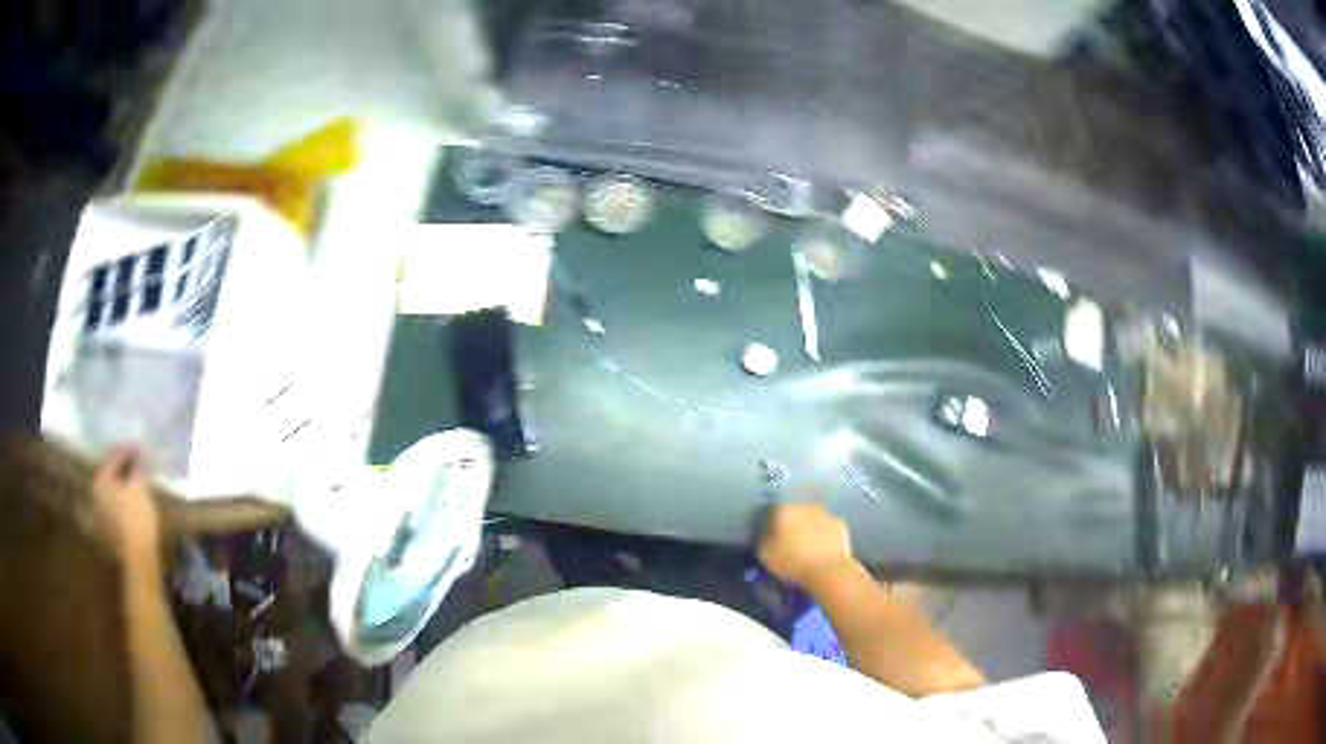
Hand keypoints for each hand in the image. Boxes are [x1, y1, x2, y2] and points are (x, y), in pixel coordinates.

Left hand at [90, 447, 161, 567]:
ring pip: (109, 495)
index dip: (128, 451)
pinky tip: (123, 509)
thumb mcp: (140, 488)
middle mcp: (95, 493)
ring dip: (118, 489)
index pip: (114, 457)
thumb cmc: (137, 517)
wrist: (137, 558)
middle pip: (109, 476)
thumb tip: (140, 457)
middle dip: (121, 471)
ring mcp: (98, 515)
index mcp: (101, 479)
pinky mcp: (105, 533)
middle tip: (134, 466)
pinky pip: (111, 513)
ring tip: (130, 487)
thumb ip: (138, 469)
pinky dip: (117, 507)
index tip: (140, 448)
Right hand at [758, 503, 855, 589]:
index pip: (772, 513)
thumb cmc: (793, 562)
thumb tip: (766, 537)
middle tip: (788, 544)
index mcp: (784, 510)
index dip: (770, 527)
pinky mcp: (842, 526)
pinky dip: (824, 537)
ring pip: (813, 520)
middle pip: (795, 514)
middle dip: (791, 526)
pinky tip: (822, 552)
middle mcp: (805, 506)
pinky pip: (828, 530)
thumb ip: (763, 541)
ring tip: (807, 549)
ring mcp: (826, 514)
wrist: (829, 570)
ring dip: (809, 530)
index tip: (769, 539)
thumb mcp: (765, 555)